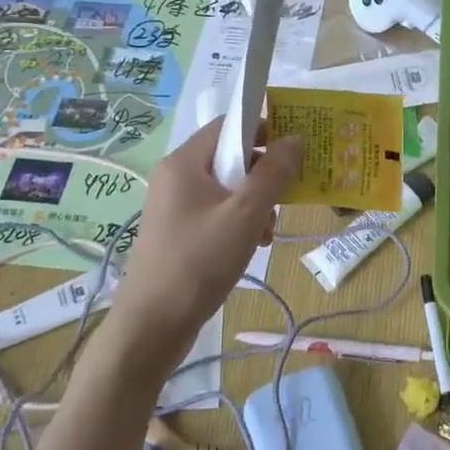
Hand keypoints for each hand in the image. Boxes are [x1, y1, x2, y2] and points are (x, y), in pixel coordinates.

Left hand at [99, 119, 302, 375]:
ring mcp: (176, 205)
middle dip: (263, 175)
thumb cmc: (199, 262)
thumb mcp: (245, 215)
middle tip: (285, 199)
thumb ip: (273, 174)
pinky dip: (240, 221)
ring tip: (267, 231)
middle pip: (231, 156)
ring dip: (256, 203)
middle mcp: (176, 176)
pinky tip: (253, 245)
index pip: (229, 125)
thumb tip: (296, 139)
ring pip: (229, 187)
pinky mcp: (180, 230)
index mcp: (184, 163)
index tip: (294, 151)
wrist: (153, 325)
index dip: (264, 129)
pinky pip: (218, 211)